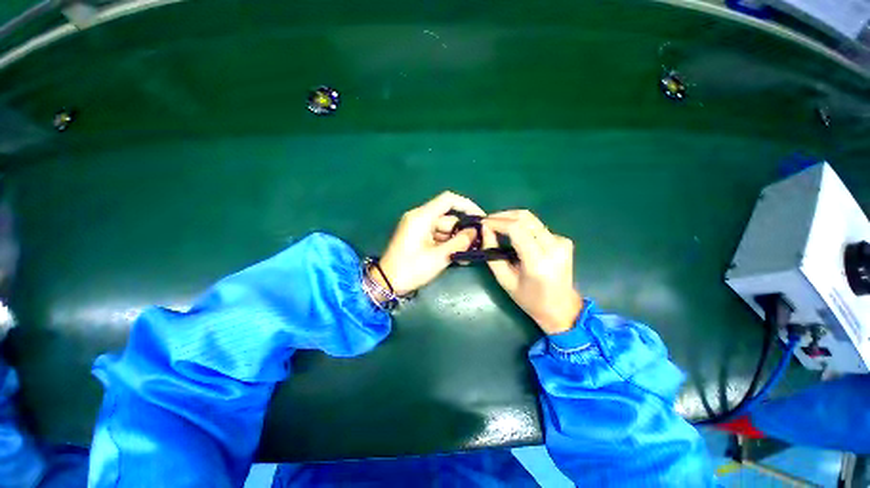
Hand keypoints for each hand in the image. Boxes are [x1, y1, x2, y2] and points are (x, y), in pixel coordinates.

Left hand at [377, 191, 484, 295]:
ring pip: (444, 229)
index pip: (448, 200)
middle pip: (448, 218)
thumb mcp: (439, 257)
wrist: (387, 283)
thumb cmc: (411, 269)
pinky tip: (457, 256)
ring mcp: (418, 227)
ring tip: (467, 256)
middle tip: (477, 245)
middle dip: (463, 231)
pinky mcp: (418, 236)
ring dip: (456, 240)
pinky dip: (447, 244)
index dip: (467, 205)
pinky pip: (437, 236)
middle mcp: (420, 217)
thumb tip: (475, 232)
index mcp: (422, 217)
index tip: (480, 218)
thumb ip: (460, 242)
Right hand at [482, 210, 581, 334]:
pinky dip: (522, 226)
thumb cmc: (529, 299)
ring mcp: (562, 242)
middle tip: (488, 221)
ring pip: (531, 219)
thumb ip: (492, 254)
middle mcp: (554, 247)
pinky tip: (514, 235)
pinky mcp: (564, 240)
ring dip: (511, 219)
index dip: (497, 222)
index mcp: (538, 262)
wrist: (561, 308)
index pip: (517, 229)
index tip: (483, 223)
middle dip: (503, 215)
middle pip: (525, 218)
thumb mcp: (504, 280)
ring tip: (496, 225)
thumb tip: (485, 230)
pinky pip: (538, 227)